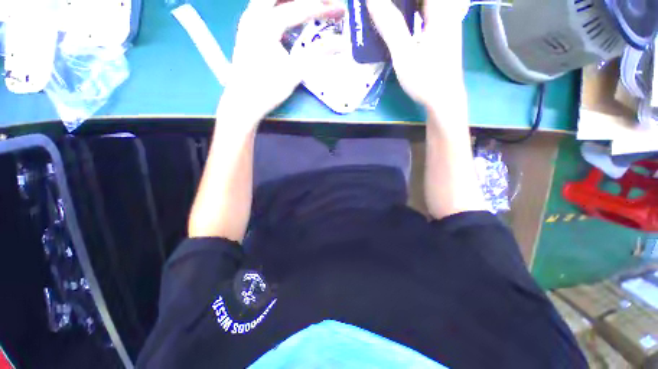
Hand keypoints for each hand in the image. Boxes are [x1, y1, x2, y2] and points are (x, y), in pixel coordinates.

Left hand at [224, 0, 344, 118]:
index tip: (341, 9)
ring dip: (293, 1)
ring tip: (313, 6)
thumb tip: (342, 44)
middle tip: (326, 2)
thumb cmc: (269, 89)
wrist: (244, 101)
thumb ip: (318, 53)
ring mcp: (249, 19)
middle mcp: (255, 14)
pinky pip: (265, 6)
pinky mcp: (247, 28)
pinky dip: (281, 6)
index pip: (299, 8)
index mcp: (266, 24)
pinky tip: (291, 12)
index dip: (322, 7)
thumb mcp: (295, 72)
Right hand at [367, 0, 468, 107]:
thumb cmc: (425, 78)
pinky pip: (427, 12)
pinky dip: (412, 11)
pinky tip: (400, 19)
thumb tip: (372, 0)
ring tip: (387, 11)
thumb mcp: (404, 53)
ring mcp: (445, 22)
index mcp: (441, 9)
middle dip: (401, 2)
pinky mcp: (441, 33)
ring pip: (425, 4)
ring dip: (406, 6)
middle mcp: (446, 10)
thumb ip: (390, 25)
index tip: (380, 4)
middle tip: (381, 8)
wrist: (443, 99)